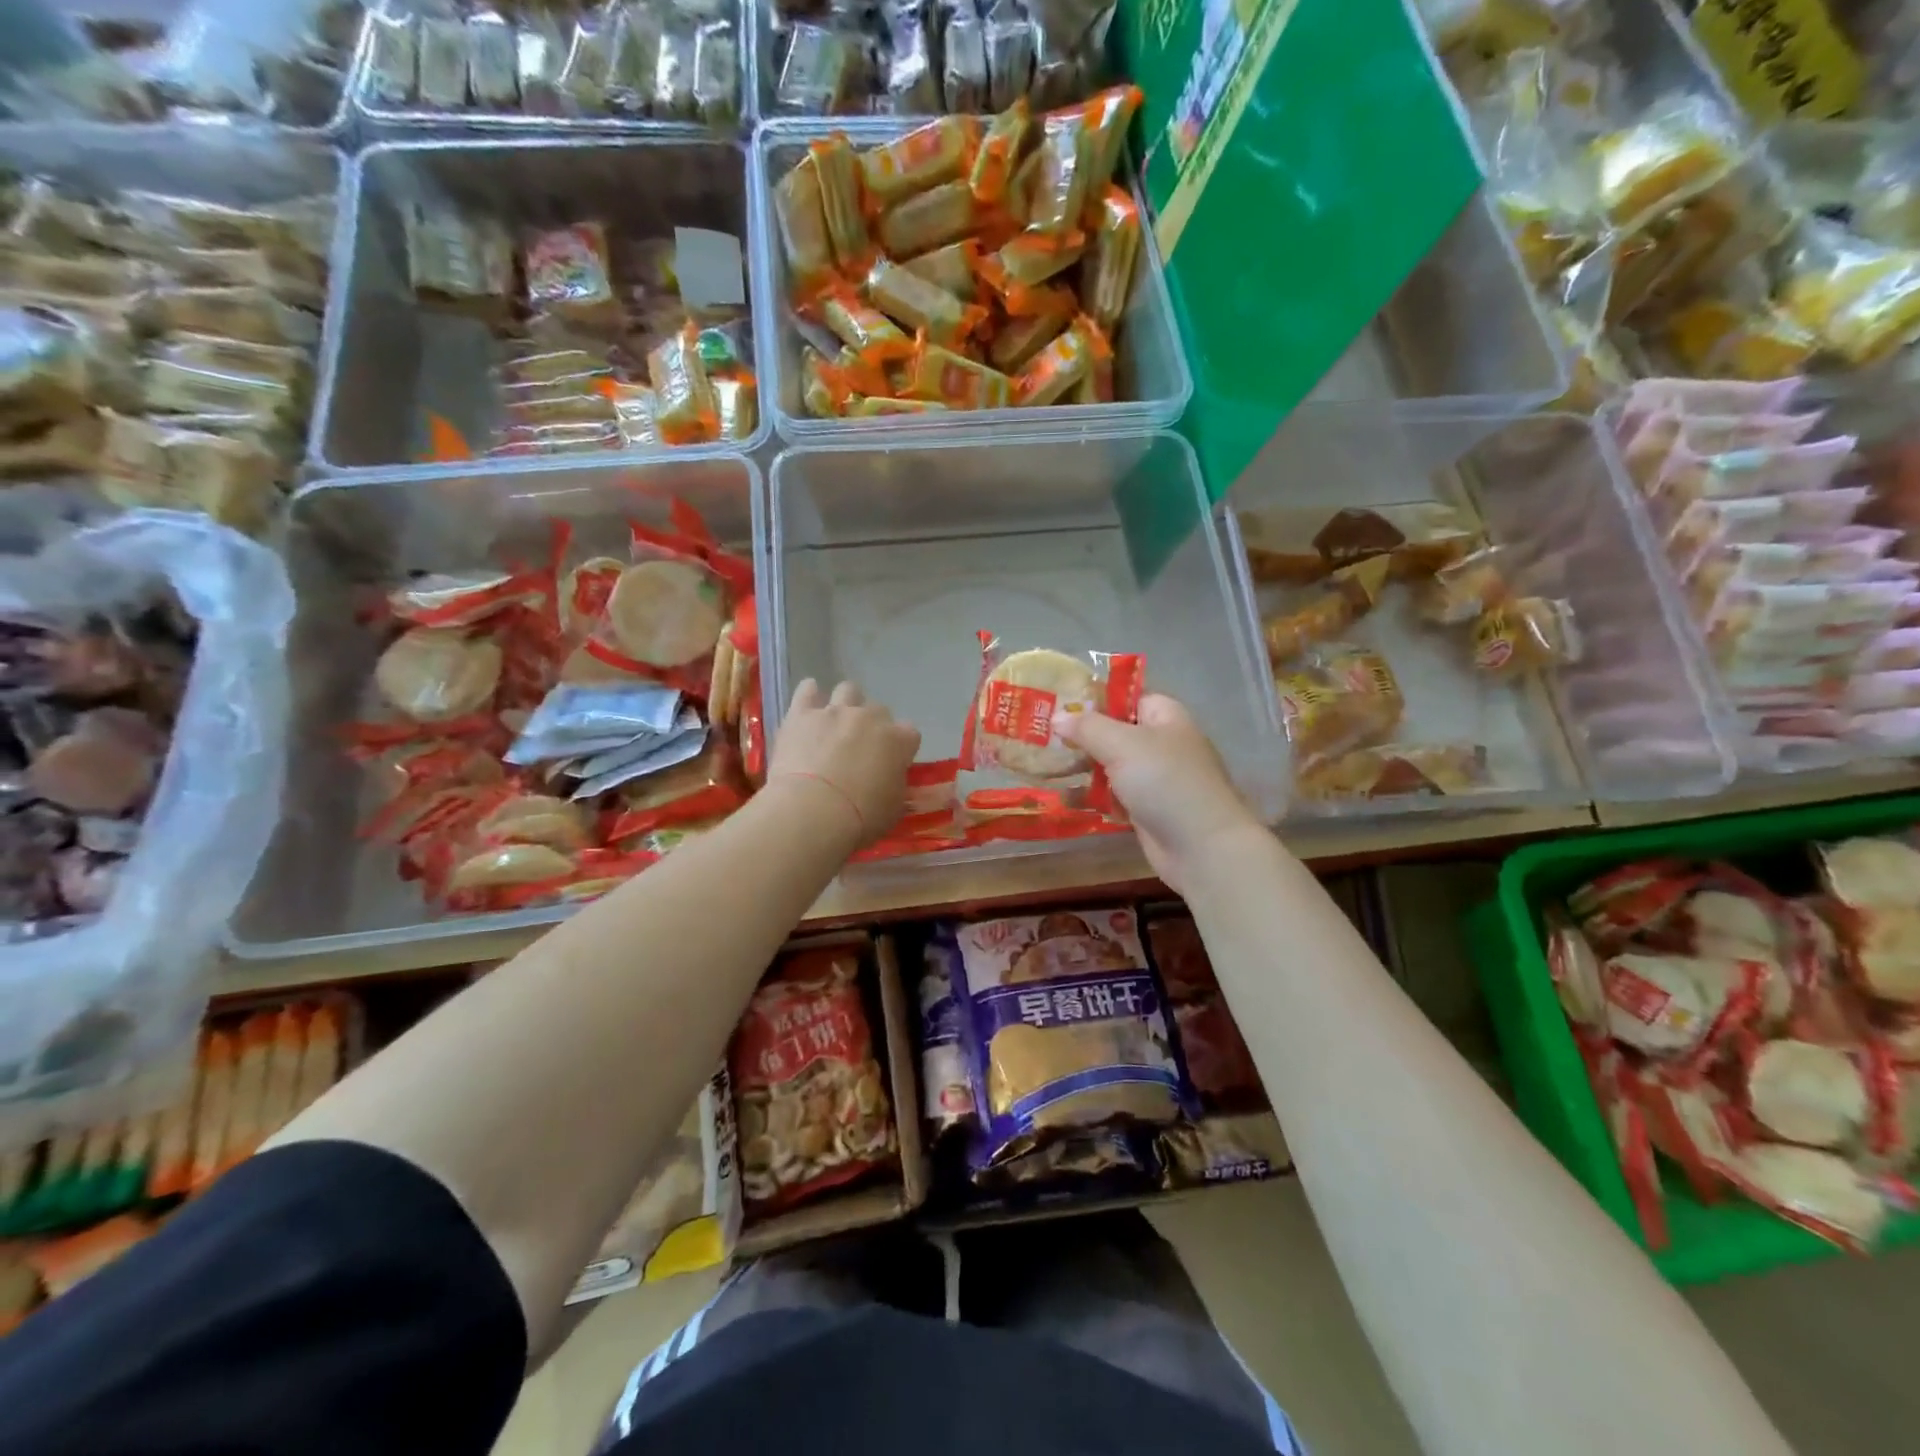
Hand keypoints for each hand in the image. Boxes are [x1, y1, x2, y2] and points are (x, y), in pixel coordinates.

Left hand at [768, 680, 920, 851]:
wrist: (813, 811)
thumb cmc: (860, 818)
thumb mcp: (893, 809)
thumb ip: (895, 786)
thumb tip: (891, 780)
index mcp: (899, 741)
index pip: (910, 733)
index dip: (901, 747)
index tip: (893, 763)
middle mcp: (870, 718)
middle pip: (879, 710)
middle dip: (873, 726)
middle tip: (861, 748)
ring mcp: (835, 712)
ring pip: (848, 690)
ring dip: (847, 703)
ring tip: (836, 723)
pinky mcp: (802, 714)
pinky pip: (807, 691)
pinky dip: (810, 694)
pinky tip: (808, 704)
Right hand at [1052, 693, 1262, 893]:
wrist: (1201, 846)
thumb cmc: (1164, 782)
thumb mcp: (1121, 744)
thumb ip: (1087, 727)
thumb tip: (1057, 717)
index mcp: (1165, 717)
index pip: (1128, 697)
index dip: (1096, 699)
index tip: (1059, 706)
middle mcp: (1162, 744)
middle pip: (1116, 732)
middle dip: (1082, 737)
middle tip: (1043, 739)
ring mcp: (1156, 779)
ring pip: (1112, 766)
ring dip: (1082, 768)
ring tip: (1044, 768)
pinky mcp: (1147, 809)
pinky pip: (1113, 795)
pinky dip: (1092, 796)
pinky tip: (1063, 797)